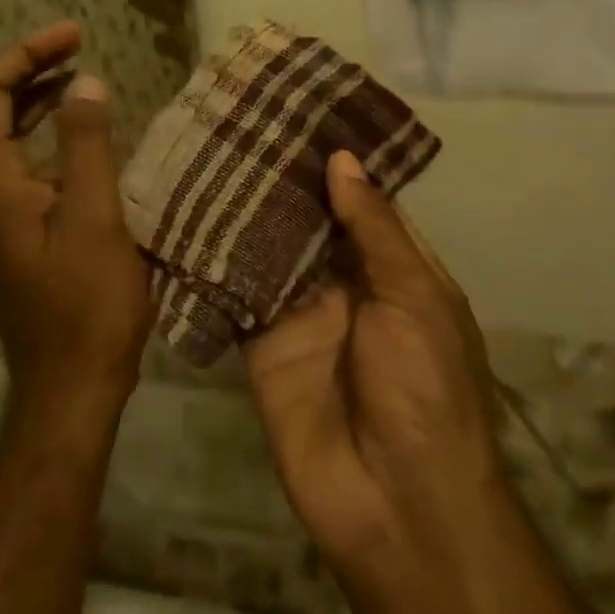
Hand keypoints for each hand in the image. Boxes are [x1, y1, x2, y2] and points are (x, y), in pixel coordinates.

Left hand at [0, 22, 153, 413]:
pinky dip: (51, 138)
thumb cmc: (86, 304)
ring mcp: (0, 215)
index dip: (23, 54)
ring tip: (82, 79)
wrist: (72, 386)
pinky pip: (26, 167)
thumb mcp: (94, 217)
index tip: (73, 36)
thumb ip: (87, 145)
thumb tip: (86, 83)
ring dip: (39, 101)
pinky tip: (88, 139)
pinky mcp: (20, 233)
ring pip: (7, 138)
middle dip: (30, 69)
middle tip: (79, 45)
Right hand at [245, 151, 508, 574]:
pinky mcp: (258, 341)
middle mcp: (344, 281)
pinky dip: (215, 258)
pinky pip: (235, 291)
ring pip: (267, 248)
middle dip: (281, 177)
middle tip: (238, 119)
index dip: (333, 160)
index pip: (359, 200)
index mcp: (393, 267)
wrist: (396, 503)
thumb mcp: (416, 298)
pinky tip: (186, 212)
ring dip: (244, 208)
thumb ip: (374, 230)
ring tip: (207, 148)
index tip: (297, 110)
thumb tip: (342, 160)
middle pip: (308, 219)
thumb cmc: (428, 389)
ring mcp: (298, 311)